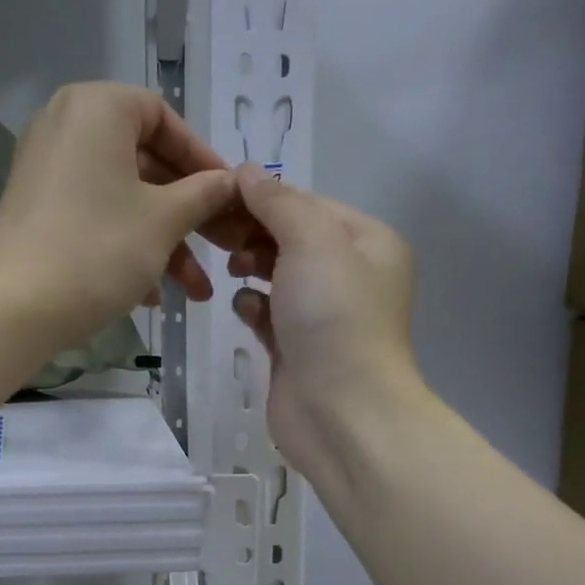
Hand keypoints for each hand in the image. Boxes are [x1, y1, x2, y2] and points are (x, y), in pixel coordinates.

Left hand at [0, 83, 241, 348]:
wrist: (13, 308)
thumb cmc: (98, 249)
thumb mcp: (164, 221)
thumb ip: (204, 194)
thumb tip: (231, 182)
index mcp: (97, 109)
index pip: (165, 118)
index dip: (203, 161)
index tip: (229, 198)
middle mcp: (67, 127)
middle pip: (146, 164)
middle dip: (189, 215)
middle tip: (225, 248)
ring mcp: (47, 171)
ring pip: (124, 198)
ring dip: (165, 243)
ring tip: (195, 292)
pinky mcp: (38, 211)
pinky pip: (96, 217)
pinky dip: (127, 248)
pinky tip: (151, 297)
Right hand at [226, 170, 422, 469]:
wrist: (342, 412)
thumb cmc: (334, 317)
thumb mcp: (313, 241)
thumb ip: (279, 203)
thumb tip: (247, 172)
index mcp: (369, 243)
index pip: (310, 204)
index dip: (266, 197)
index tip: (219, 195)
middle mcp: (350, 275)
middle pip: (292, 238)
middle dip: (255, 232)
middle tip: (215, 232)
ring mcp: (322, 315)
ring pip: (277, 275)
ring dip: (251, 267)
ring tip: (230, 268)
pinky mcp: (296, 348)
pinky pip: (268, 313)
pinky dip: (253, 306)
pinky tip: (246, 309)